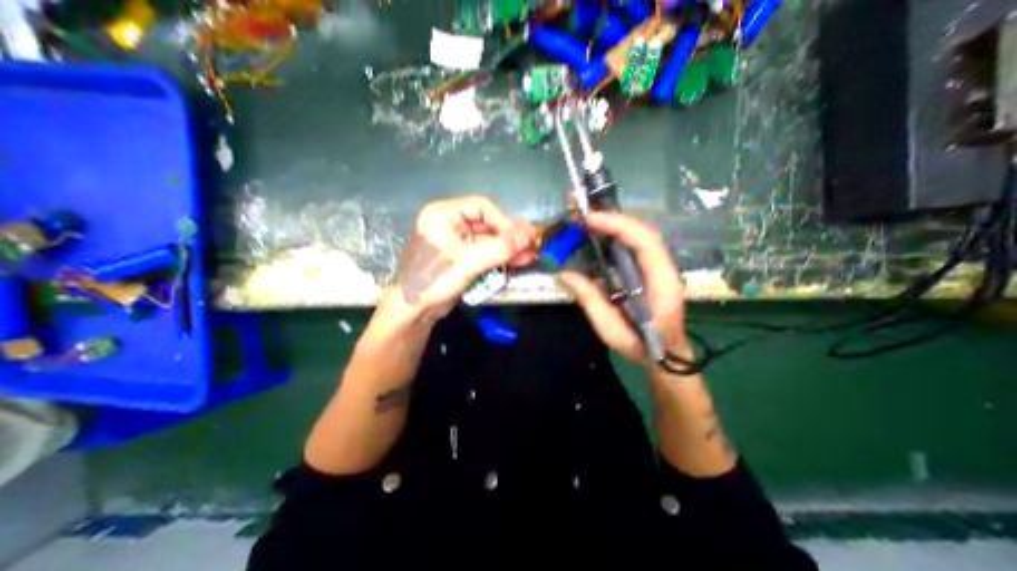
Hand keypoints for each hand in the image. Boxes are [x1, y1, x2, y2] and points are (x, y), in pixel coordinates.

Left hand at [386, 195, 534, 319]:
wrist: (413, 312)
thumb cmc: (434, 280)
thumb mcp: (469, 262)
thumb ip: (499, 248)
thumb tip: (529, 235)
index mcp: (444, 214)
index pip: (482, 207)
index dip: (506, 221)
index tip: (525, 235)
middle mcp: (450, 223)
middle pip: (487, 224)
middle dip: (510, 237)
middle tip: (533, 244)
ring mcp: (456, 242)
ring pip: (488, 240)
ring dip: (508, 249)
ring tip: (530, 256)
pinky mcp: (461, 258)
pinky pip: (484, 254)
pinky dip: (499, 259)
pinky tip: (516, 263)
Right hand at [556, 210, 690, 366]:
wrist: (666, 355)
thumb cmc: (642, 345)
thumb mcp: (611, 329)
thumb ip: (590, 300)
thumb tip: (564, 274)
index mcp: (661, 281)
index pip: (644, 242)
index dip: (618, 225)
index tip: (590, 219)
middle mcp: (663, 267)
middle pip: (642, 231)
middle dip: (612, 216)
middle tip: (581, 211)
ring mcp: (657, 266)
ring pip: (637, 234)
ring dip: (612, 222)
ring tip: (585, 217)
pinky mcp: (648, 269)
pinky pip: (632, 245)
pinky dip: (614, 234)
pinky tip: (596, 233)